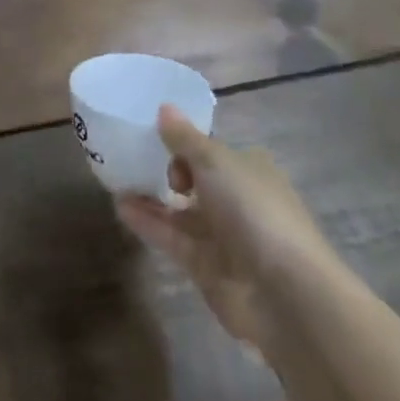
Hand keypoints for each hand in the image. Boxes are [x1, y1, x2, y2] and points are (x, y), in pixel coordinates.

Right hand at [116, 106, 336, 347]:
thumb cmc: (254, 210)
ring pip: (181, 212)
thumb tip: (164, 107)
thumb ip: (184, 138)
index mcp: (250, 170)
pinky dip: (148, 223)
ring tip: (115, 182)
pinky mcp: (206, 267)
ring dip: (151, 198)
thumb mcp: (215, 161)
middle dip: (166, 171)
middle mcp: (239, 201)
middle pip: (196, 181)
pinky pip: (172, 238)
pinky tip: (121, 207)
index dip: (185, 144)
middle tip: (129, 159)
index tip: (154, 138)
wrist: (284, 293)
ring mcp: (223, 237)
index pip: (213, 151)